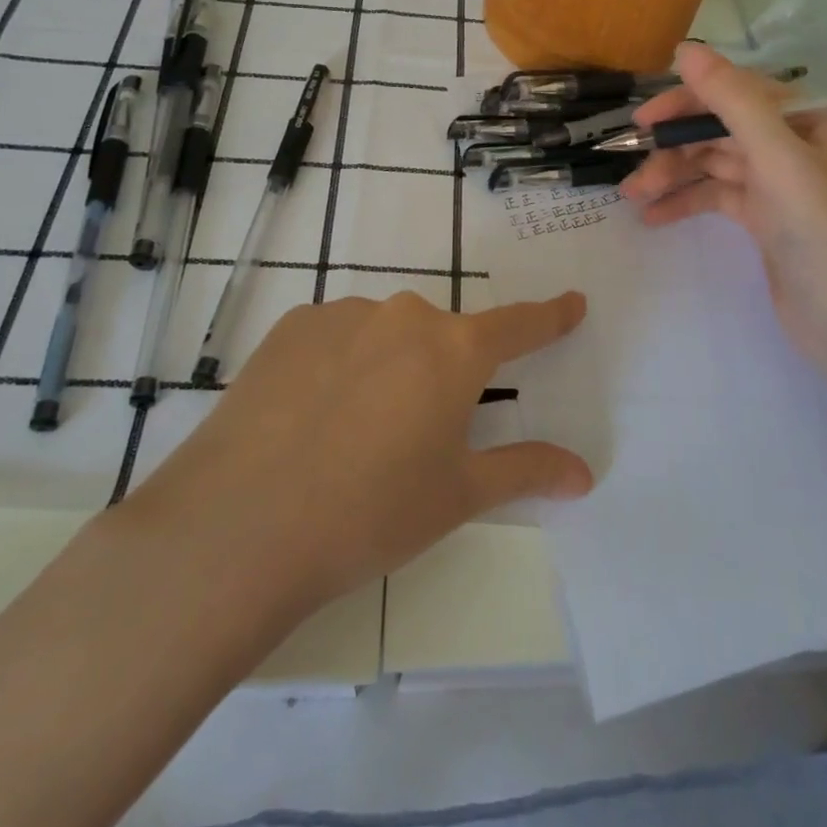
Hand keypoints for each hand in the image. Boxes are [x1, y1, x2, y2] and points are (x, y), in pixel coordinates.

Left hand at [124, 291, 592, 616]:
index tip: (572, 302)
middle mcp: (404, 315)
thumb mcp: (457, 496)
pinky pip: (336, 337)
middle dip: (442, 374)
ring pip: (385, 335)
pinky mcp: (292, 327)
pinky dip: (339, 365)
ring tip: (352, 434)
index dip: (549, 316)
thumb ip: (525, 471)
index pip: (519, 325)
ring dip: (387, 369)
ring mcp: (343, 314)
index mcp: (454, 350)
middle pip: (441, 338)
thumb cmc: (370, 513)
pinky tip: (311, 417)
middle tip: (416, 434)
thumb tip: (584, 473)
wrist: (241, 523)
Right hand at [621, 42, 826, 363]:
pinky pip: (716, 195)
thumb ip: (732, 100)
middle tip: (632, 169)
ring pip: (713, 164)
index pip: (736, 92)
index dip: (687, 102)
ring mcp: (778, 181)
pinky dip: (685, 202)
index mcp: (808, 117)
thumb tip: (686, 49)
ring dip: (673, 176)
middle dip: (675, 147)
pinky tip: (653, 217)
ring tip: (632, 198)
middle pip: (720, 129)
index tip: (644, 122)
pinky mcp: (764, 216)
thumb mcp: (777, 158)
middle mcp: (793, 142)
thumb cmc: (821, 232)